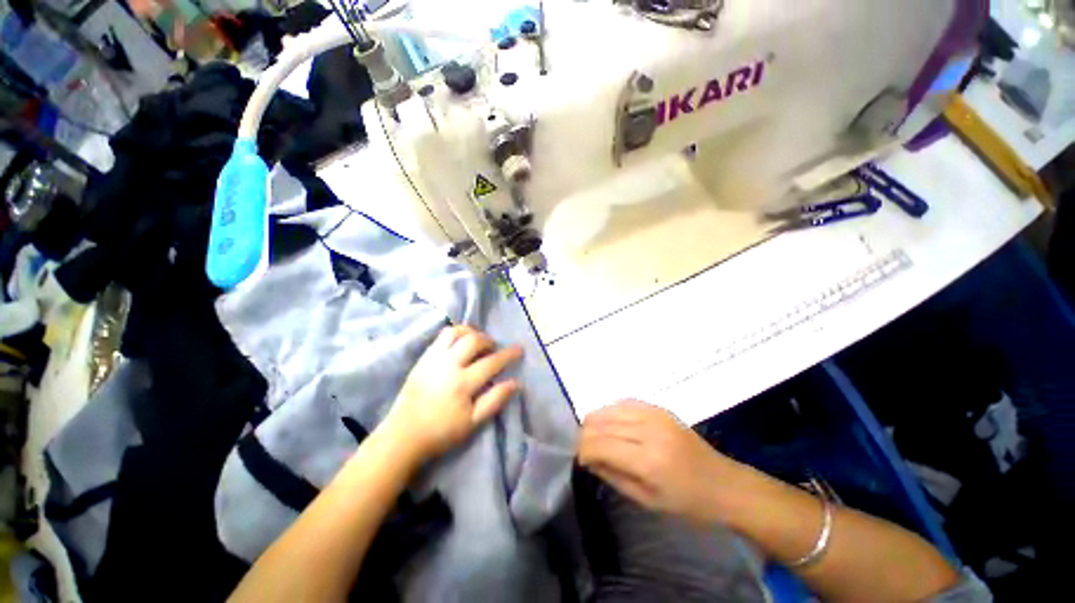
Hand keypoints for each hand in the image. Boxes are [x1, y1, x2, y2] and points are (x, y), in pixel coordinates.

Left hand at [383, 325, 522, 461]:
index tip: (519, 349)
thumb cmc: (441, 432)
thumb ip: (495, 400)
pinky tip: (461, 344)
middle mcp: (448, 365)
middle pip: (473, 341)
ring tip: (477, 341)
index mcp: (462, 384)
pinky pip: (441, 337)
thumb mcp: (473, 422)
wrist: (403, 436)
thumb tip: (516, 383)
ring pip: (455, 332)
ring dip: (471, 332)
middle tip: (494, 348)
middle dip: (489, 341)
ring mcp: (433, 359)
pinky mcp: (423, 358)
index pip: (491, 362)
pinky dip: (456, 334)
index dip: (508, 354)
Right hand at [578, 400, 732, 521]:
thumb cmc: (686, 502)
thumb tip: (587, 458)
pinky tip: (611, 424)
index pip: (600, 444)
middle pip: (601, 422)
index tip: (580, 459)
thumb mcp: (646, 500)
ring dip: (596, 422)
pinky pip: (624, 403)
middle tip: (585, 449)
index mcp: (648, 460)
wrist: (723, 483)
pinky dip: (611, 412)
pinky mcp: (658, 407)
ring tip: (595, 437)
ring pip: (609, 409)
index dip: (583, 450)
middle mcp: (649, 430)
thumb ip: (612, 475)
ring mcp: (654, 414)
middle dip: (585, 435)